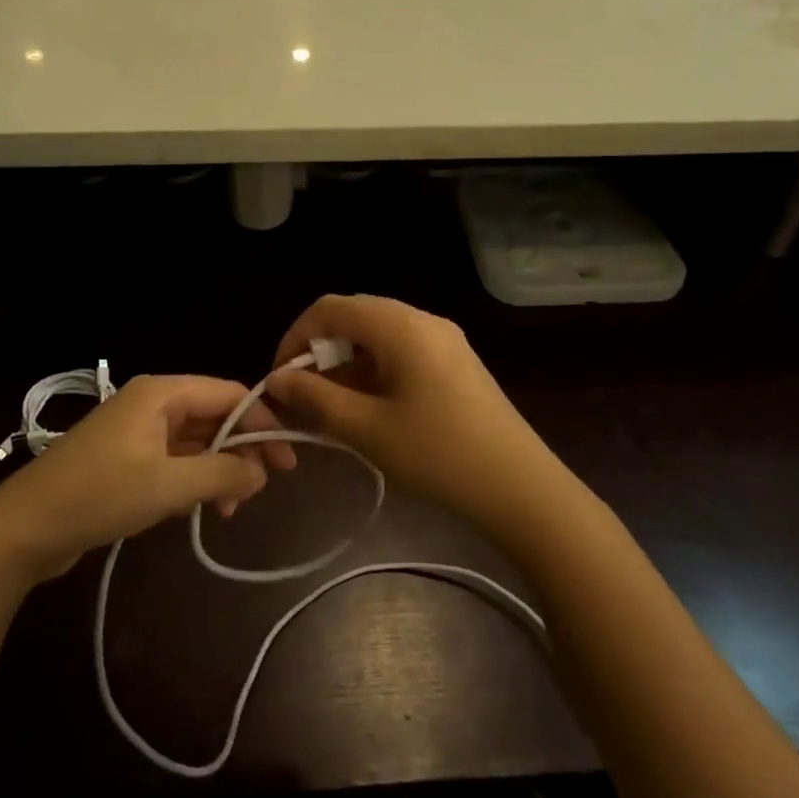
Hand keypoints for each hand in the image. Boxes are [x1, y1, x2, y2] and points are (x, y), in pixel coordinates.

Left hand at [0, 375, 296, 583]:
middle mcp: (151, 404)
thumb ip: (221, 473)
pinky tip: (201, 509)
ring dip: (218, 470)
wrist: (25, 527)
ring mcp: (136, 432)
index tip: (288, 461)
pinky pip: (173, 460)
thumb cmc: (100, 495)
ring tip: (231, 509)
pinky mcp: (125, 460)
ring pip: (194, 441)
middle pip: (213, 416)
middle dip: (242, 449)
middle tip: (266, 487)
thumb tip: (261, 472)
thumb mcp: (168, 485)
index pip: (229, 394)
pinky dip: (193, 480)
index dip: (263, 422)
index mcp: (162, 393)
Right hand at [266, 295, 564, 533]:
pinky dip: (374, 373)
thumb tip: (277, 379)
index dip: (296, 338)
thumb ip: (315, 398)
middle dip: (320, 353)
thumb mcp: (367, 429)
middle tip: (303, 397)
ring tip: (330, 410)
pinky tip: (367, 411)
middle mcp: (423, 321)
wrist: (521, 488)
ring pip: (378, 337)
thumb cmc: (438, 454)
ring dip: (346, 365)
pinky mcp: (456, 364)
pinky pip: (401, 353)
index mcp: (401, 326)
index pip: (330, 309)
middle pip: (355, 318)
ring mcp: (444, 341)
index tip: (280, 380)